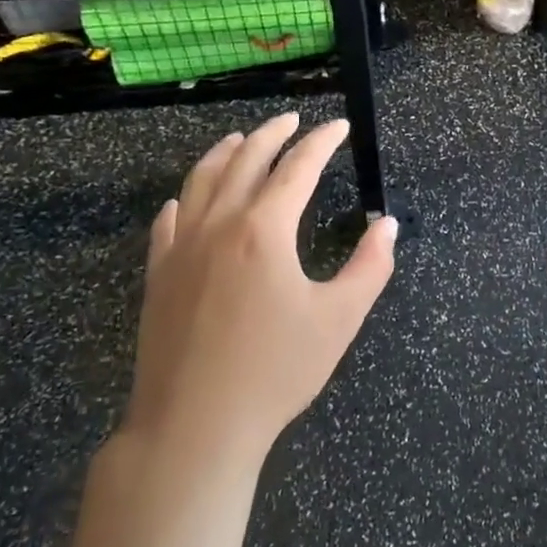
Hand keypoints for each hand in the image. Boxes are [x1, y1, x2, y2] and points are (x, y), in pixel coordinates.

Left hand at [123, 113, 397, 470]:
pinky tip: (186, 199)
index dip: (322, 142)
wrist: (194, 426)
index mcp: (264, 229)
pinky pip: (168, 221)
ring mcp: (181, 248)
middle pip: (246, 160)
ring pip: (201, 181)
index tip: (339, 126)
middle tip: (294, 120)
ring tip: (242, 139)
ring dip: (225, 152)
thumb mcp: (339, 319)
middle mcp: (219, 224)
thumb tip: (388, 225)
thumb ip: (370, 266)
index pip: (298, 167)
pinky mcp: (158, 275)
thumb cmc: (275, 371)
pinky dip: (184, 198)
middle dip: (273, 134)